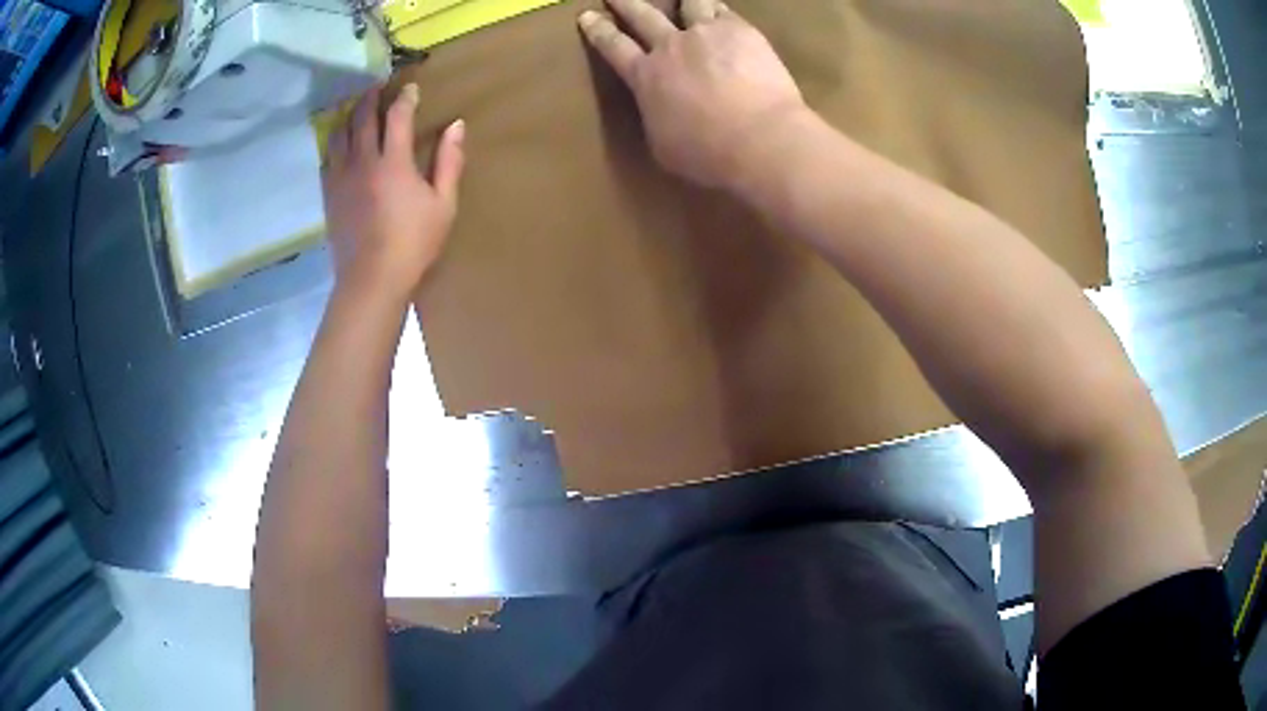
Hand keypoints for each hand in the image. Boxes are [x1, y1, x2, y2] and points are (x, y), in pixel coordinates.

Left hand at [322, 84, 465, 303]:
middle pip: (363, 119)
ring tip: (355, 108)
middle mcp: (364, 162)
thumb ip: (449, 162)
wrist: (372, 279)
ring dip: (349, 116)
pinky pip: (327, 158)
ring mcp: (342, 178)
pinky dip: (334, 143)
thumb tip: (456, 125)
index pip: (398, 116)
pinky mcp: (329, 194)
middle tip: (376, 86)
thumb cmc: (414, 244)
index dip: (405, 98)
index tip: (411, 88)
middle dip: (371, 99)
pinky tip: (338, 142)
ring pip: (340, 135)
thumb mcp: (443, 204)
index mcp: (394, 162)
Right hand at [578, 0, 805, 189]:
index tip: (588, 16)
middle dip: (626, 2)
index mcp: (645, 77)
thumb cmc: (708, 154)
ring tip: (682, 0)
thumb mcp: (663, 145)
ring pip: (689, 3)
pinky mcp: (741, 31)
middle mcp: (670, 46)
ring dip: (682, 0)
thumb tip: (657, 107)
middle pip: (642, 15)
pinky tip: (718, 12)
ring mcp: (706, 33)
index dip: (598, 30)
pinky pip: (724, 11)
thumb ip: (655, 116)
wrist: (760, 139)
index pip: (613, 47)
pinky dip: (717, 11)